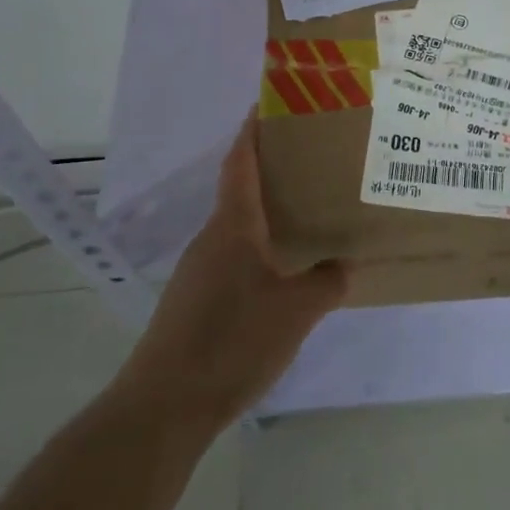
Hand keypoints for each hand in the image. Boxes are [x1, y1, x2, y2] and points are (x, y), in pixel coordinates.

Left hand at [112, 117, 346, 432]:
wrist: (165, 405)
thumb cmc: (232, 340)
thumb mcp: (296, 311)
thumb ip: (326, 282)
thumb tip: (344, 264)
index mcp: (233, 226)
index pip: (240, 162)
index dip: (253, 131)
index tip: (269, 105)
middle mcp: (211, 238)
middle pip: (240, 190)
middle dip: (272, 171)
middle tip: (313, 163)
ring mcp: (199, 270)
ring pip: (238, 227)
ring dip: (266, 214)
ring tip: (305, 216)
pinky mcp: (195, 300)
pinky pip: (233, 257)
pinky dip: (258, 249)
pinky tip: (282, 273)